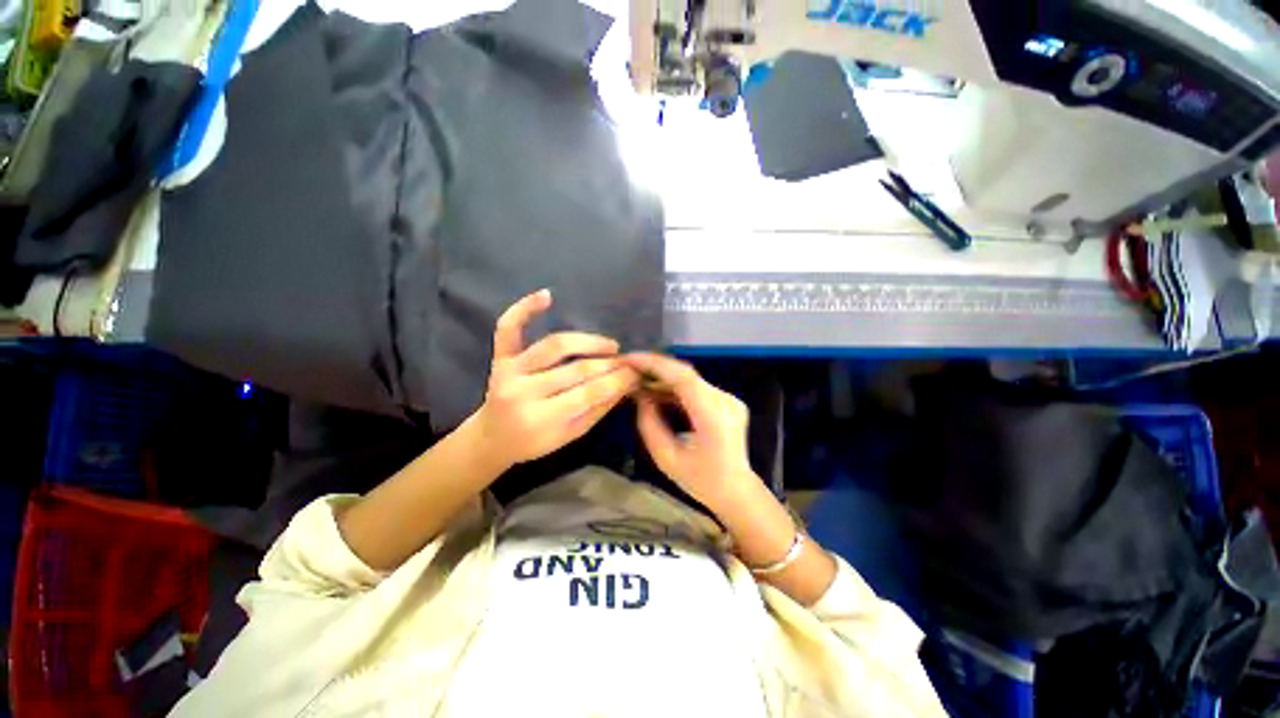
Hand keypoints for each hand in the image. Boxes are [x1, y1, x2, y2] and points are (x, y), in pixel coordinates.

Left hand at [471, 290, 639, 467]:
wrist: (493, 438)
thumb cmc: (534, 442)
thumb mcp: (570, 435)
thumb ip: (598, 409)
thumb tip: (627, 384)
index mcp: (540, 419)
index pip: (589, 393)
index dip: (617, 381)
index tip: (636, 373)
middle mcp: (522, 391)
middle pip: (576, 369)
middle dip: (608, 364)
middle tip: (627, 362)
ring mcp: (509, 370)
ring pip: (554, 346)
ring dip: (587, 341)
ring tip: (609, 345)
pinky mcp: (499, 356)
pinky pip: (508, 327)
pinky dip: (524, 308)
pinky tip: (547, 295)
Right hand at [626, 352, 762, 513]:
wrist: (736, 490)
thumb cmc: (701, 481)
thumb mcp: (666, 458)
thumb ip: (649, 424)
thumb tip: (639, 396)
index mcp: (713, 416)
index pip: (683, 378)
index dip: (655, 365)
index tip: (630, 359)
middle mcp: (725, 401)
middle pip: (686, 374)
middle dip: (655, 367)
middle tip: (629, 367)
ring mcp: (728, 399)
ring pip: (690, 378)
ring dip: (663, 377)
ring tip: (638, 380)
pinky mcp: (726, 400)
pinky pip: (696, 387)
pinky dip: (674, 387)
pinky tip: (656, 392)